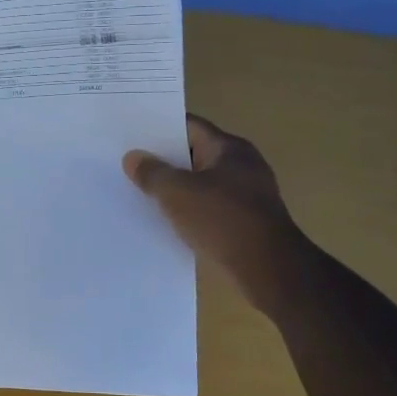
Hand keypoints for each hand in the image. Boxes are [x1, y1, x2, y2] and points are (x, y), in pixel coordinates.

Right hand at [124, 115, 296, 310]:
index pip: (189, 127)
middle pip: (194, 155)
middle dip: (164, 161)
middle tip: (129, 165)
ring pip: (201, 184)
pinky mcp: (246, 222)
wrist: (268, 269)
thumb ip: (152, 173)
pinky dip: (189, 211)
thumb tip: (133, 157)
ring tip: (141, 194)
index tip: (131, 136)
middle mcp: (242, 165)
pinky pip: (209, 208)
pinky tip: (167, 222)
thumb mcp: (177, 193)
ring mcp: (247, 195)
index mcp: (229, 148)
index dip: (159, 129)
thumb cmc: (223, 220)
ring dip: (176, 189)